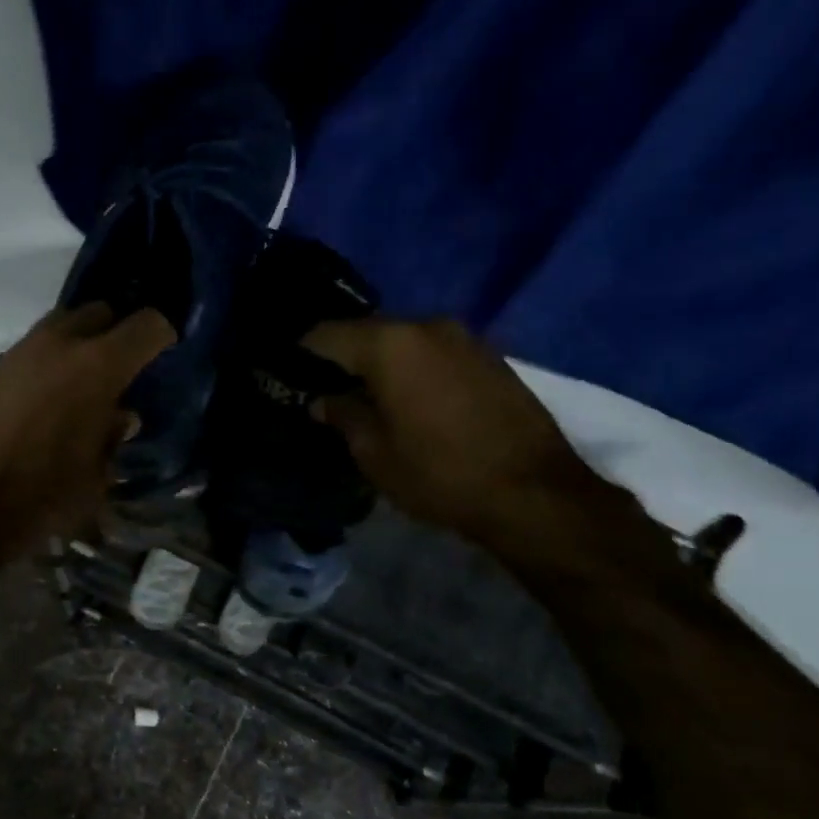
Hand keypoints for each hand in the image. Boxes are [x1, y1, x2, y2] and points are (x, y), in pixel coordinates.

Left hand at [0, 303, 174, 557]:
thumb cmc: (45, 496)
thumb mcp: (96, 476)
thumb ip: (111, 437)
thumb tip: (119, 417)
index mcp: (98, 367)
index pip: (147, 325)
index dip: (160, 335)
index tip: (162, 351)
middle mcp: (56, 346)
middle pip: (95, 312)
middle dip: (110, 332)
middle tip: (114, 366)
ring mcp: (13, 356)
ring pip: (51, 332)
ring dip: (68, 351)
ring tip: (69, 388)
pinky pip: (18, 363)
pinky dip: (32, 377)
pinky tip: (26, 412)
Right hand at [302, 317, 628, 568]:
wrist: (533, 492)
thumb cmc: (440, 473)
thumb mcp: (374, 453)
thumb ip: (343, 416)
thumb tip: (324, 400)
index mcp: (390, 345)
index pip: (326, 334)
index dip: (300, 353)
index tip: (285, 373)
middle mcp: (427, 327)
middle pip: (367, 332)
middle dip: (342, 357)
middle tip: (323, 388)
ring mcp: (464, 338)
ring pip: (403, 342)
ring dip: (380, 364)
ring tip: (365, 396)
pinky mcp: (490, 357)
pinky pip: (434, 353)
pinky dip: (413, 369)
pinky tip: (408, 399)